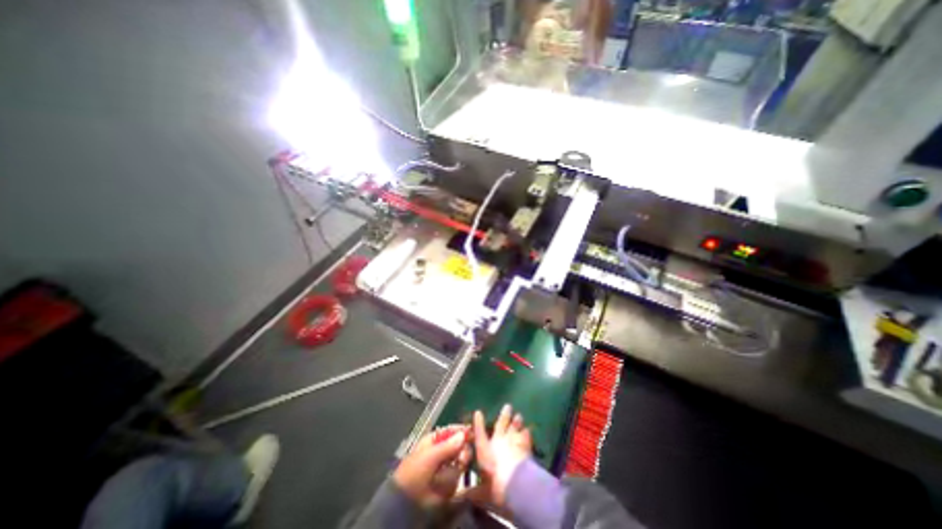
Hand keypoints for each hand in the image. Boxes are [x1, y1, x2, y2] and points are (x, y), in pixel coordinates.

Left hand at [395, 425, 471, 508]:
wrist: (406, 502)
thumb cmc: (414, 472)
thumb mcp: (430, 456)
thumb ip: (448, 446)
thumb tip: (463, 434)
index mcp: (435, 440)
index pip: (452, 431)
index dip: (461, 431)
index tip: (472, 433)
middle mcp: (443, 451)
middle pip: (460, 445)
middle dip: (462, 450)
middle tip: (461, 456)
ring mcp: (447, 467)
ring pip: (461, 461)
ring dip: (457, 466)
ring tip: (450, 472)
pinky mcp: (449, 482)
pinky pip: (458, 476)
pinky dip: (455, 479)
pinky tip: (447, 482)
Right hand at [462, 405, 531, 507]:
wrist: (516, 484)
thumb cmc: (496, 485)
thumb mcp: (482, 493)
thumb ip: (473, 492)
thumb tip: (461, 496)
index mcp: (485, 449)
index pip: (480, 433)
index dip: (478, 423)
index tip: (478, 412)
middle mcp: (499, 441)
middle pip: (501, 424)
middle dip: (504, 415)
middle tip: (508, 406)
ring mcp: (513, 441)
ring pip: (515, 427)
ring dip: (517, 421)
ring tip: (519, 415)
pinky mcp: (525, 446)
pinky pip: (526, 436)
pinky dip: (527, 433)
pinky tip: (528, 430)